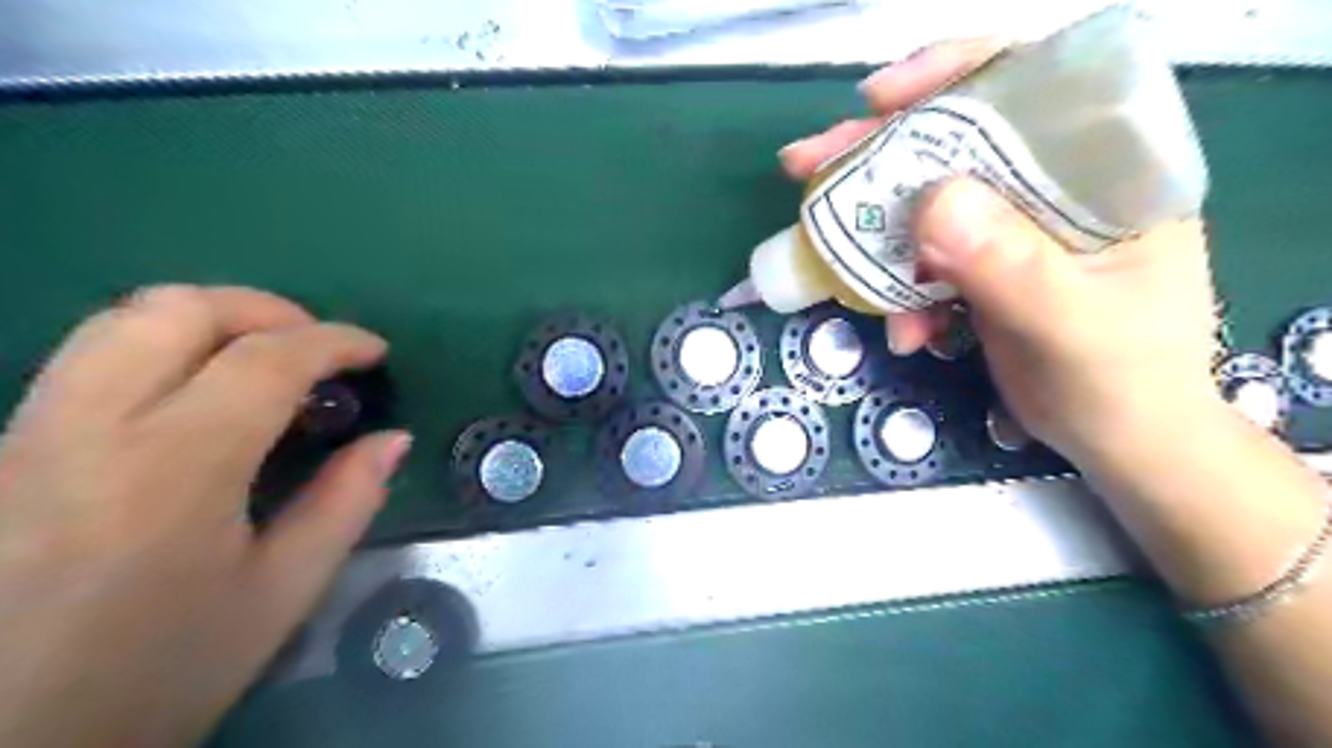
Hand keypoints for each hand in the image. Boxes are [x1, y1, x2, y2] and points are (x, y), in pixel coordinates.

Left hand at [0, 288, 411, 746]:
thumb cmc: (159, 672)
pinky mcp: (4, 447)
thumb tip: (393, 438)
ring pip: (119, 319)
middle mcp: (86, 430)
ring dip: (211, 319)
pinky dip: (163, 346)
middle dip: (266, 309)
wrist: (1, 745)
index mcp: (172, 471)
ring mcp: (27, 433)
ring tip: (264, 357)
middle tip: (317, 347)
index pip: (264, 359)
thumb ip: (347, 502)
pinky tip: (199, 392)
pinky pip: (90, 356)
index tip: (375, 352)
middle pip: (175, 309)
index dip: (334, 340)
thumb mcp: (281, 594)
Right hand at [782, 38, 1226, 466]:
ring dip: (873, 232)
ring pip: (925, 200)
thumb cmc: (1123, 380)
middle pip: (955, 139)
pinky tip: (905, 331)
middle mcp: (1053, 182)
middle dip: (877, 153)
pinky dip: (897, 290)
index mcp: (1104, 168)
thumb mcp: (1071, 324)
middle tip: (806, 165)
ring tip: (828, 259)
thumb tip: (930, 203)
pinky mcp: (981, 264)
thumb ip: (1010, 265)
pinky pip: (920, 258)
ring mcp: (1011, 225)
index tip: (877, 100)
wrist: (1119, 437)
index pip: (1029, 85)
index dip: (949, 75)